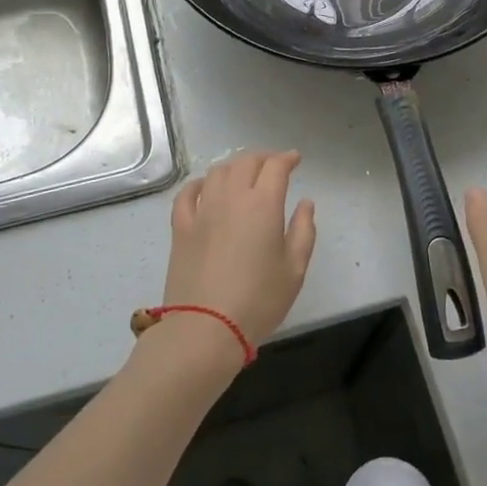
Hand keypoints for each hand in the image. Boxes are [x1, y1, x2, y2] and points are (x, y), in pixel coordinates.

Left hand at [162, 150, 316, 347]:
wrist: (205, 328)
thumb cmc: (258, 300)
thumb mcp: (295, 269)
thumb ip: (304, 230)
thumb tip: (305, 203)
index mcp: (263, 204)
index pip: (275, 166)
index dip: (287, 158)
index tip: (295, 159)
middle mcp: (231, 197)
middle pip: (245, 162)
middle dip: (263, 158)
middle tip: (273, 165)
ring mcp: (202, 210)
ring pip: (217, 172)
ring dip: (234, 167)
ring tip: (244, 174)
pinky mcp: (181, 227)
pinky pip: (188, 193)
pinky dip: (199, 184)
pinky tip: (205, 188)